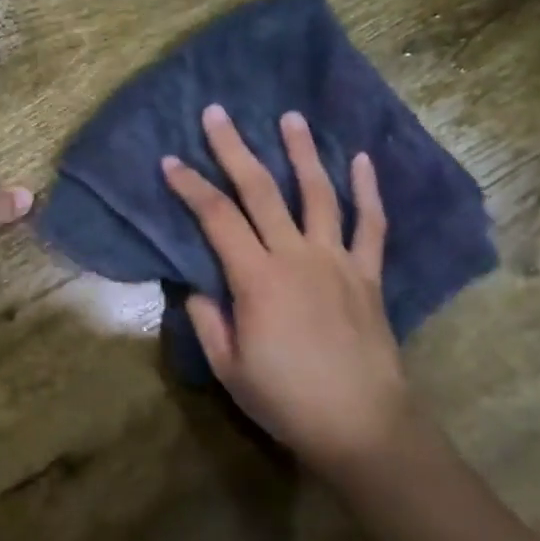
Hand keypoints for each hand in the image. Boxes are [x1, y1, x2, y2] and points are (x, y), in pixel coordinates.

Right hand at [162, 105, 406, 469]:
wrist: (364, 427)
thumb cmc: (287, 399)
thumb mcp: (229, 368)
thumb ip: (207, 321)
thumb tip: (196, 288)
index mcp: (257, 279)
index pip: (216, 218)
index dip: (190, 187)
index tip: (170, 161)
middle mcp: (296, 256)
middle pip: (260, 191)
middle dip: (234, 149)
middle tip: (218, 113)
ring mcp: (337, 261)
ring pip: (318, 194)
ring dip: (302, 152)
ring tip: (291, 117)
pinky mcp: (367, 274)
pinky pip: (369, 225)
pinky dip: (367, 191)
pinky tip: (361, 160)